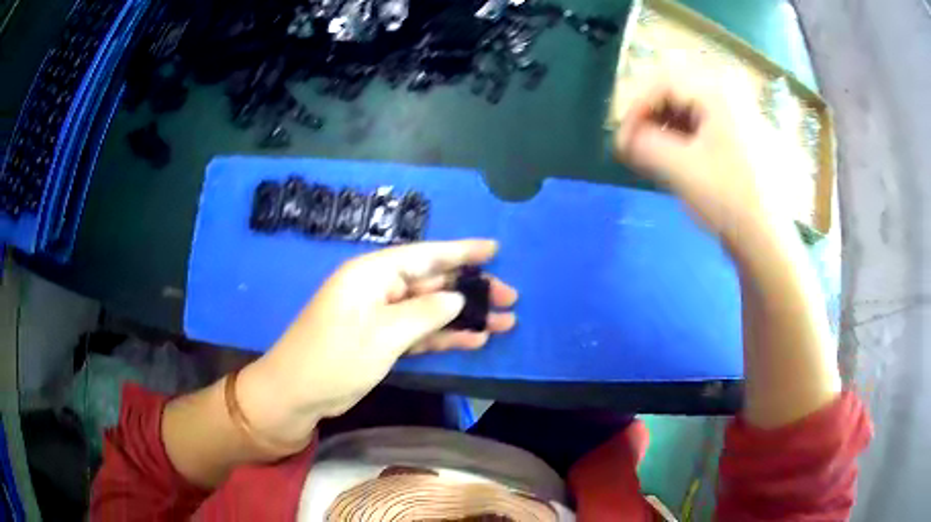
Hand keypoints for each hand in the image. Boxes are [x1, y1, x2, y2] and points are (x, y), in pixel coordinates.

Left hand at [237, 239, 516, 447]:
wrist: (298, 393)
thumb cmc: (335, 357)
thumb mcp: (382, 334)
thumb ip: (424, 313)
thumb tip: (456, 299)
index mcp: (372, 274)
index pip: (424, 255)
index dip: (461, 251)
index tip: (494, 249)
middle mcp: (379, 289)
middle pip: (432, 283)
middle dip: (470, 290)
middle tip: (509, 298)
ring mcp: (381, 317)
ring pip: (431, 310)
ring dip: (464, 317)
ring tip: (503, 322)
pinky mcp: (383, 341)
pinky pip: (420, 333)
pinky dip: (445, 337)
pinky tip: (474, 341)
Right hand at [614, 71, 800, 246]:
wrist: (767, 239)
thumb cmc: (727, 199)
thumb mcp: (679, 169)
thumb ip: (642, 145)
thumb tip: (621, 139)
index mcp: (717, 94)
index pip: (662, 84)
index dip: (635, 109)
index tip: (621, 140)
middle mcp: (730, 96)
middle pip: (676, 94)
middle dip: (649, 119)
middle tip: (634, 146)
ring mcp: (739, 116)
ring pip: (689, 110)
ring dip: (664, 129)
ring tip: (651, 156)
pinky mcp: (742, 137)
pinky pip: (704, 126)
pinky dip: (683, 138)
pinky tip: (675, 160)